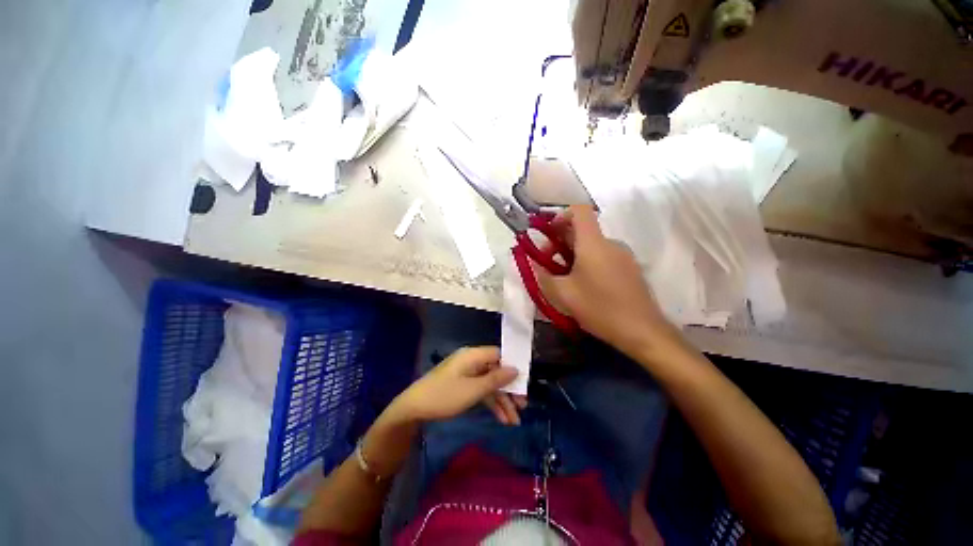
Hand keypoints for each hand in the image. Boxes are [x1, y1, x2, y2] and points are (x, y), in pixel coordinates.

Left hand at [389, 347, 524, 424]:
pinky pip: (481, 390)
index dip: (513, 367)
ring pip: (490, 384)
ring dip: (502, 401)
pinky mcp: (462, 385)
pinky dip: (490, 403)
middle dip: (509, 390)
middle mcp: (472, 361)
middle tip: (522, 407)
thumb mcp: (473, 390)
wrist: (413, 409)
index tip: (525, 384)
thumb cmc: (444, 396)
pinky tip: (500, 419)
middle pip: (496, 371)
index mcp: (473, 355)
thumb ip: (496, 379)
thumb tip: (516, 369)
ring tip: (514, 421)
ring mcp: (467, 373)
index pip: (500, 355)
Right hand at [537, 205, 677, 355]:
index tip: (548, 234)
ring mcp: (623, 256)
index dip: (560, 216)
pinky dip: (587, 263)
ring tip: (563, 279)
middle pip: (582, 230)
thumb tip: (535, 264)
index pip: (579, 211)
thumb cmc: (599, 308)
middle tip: (547, 264)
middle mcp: (610, 243)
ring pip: (592, 246)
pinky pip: (603, 257)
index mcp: (593, 243)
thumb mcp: (562, 294)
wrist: (643, 331)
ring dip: (572, 255)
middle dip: (560, 242)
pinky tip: (583, 287)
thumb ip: (543, 276)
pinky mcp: (629, 269)